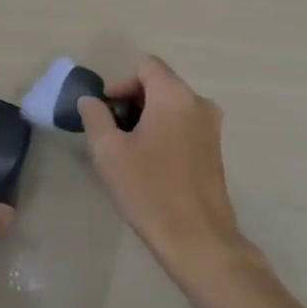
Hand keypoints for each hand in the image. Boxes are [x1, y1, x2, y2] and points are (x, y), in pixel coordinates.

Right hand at [81, 56, 253, 282]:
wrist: (199, 242)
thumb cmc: (150, 190)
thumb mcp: (109, 151)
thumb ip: (95, 116)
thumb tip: (91, 100)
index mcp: (174, 95)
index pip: (144, 65)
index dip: (119, 83)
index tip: (105, 112)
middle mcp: (198, 102)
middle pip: (158, 83)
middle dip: (130, 101)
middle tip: (111, 132)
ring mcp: (211, 127)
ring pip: (170, 105)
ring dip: (146, 117)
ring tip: (127, 149)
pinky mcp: (215, 149)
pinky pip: (183, 124)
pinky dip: (163, 131)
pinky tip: (149, 163)